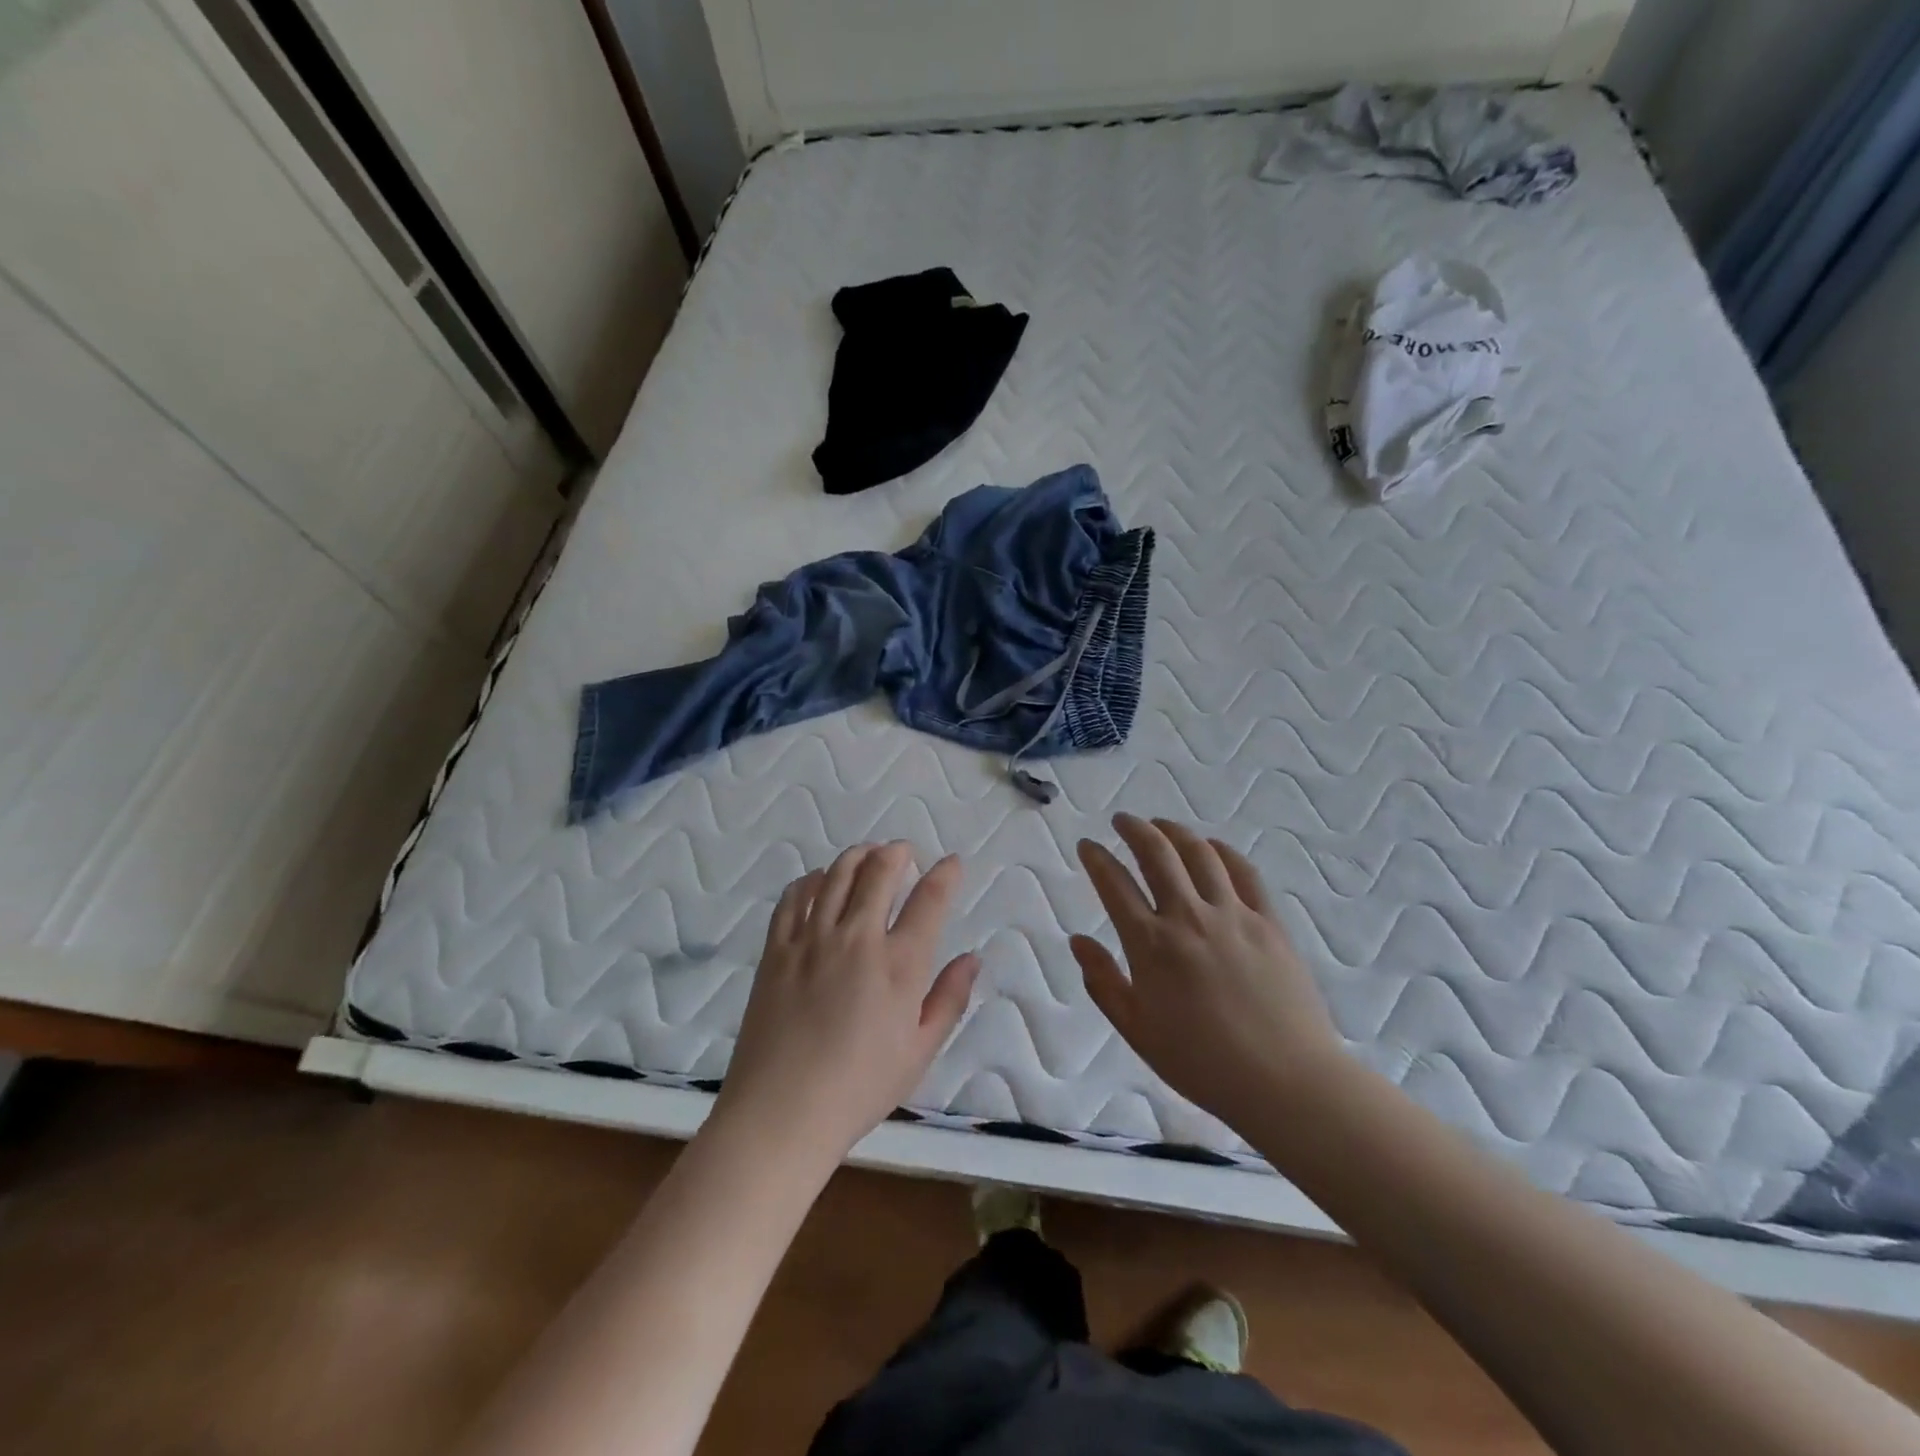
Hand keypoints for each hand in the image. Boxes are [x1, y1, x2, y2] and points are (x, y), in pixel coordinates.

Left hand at [715, 843, 979, 1165]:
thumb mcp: (920, 1052)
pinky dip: (811, 880)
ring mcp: (812, 939)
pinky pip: (795, 898)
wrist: (781, 1112)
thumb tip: (972, 958)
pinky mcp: (778, 949)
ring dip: (857, 856)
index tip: (951, 863)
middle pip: (879, 872)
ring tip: (867, 854)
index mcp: (899, 964)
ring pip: (837, 875)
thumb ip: (949, 999)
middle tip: (903, 852)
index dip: (945, 874)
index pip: (929, 900)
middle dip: (897, 853)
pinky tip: (819, 880)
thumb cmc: (860, 1088)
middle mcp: (857, 938)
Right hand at [1071, 815, 1344, 1125]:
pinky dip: (1223, 852)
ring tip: (1161, 825)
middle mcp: (1188, 917)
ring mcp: (1232, 915)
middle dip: (1134, 829)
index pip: (1114, 884)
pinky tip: (1212, 847)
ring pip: (1200, 854)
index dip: (1096, 859)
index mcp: (1150, 944)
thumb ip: (1103, 981)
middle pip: (1157, 854)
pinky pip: (1244, 873)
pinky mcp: (1268, 922)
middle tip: (1122, 820)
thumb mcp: (1136, 1030)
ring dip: (1175, 832)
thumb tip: (1077, 940)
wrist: (1284, 1081)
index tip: (1087, 845)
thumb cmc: (1200, 1062)